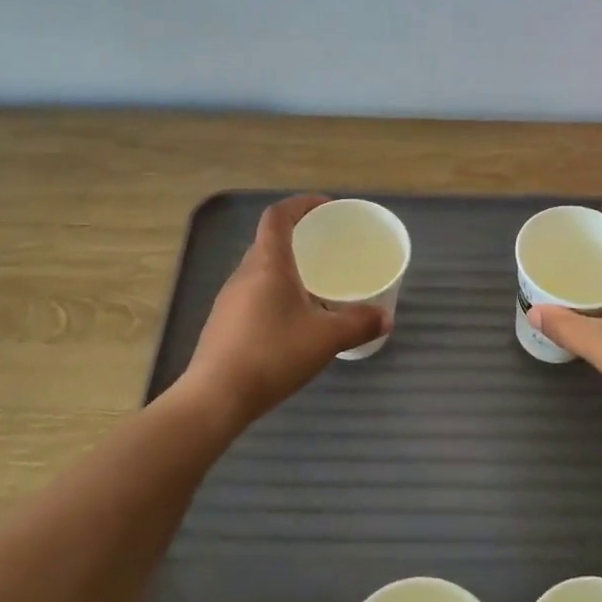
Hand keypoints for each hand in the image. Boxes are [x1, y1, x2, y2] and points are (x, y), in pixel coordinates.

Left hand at [178, 195, 388, 423]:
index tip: (327, 208)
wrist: (215, 397)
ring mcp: (229, 299)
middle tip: (329, 248)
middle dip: (299, 237)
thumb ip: (359, 324)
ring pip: (261, 269)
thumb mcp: (325, 339)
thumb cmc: (272, 355)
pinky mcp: (224, 323)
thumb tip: (386, 317)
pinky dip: (276, 292)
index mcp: (268, 264)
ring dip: (287, 267)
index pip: (278, 216)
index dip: (302, 204)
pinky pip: (254, 293)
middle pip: (269, 241)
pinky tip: (293, 320)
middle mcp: (244, 273)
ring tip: (316, 284)